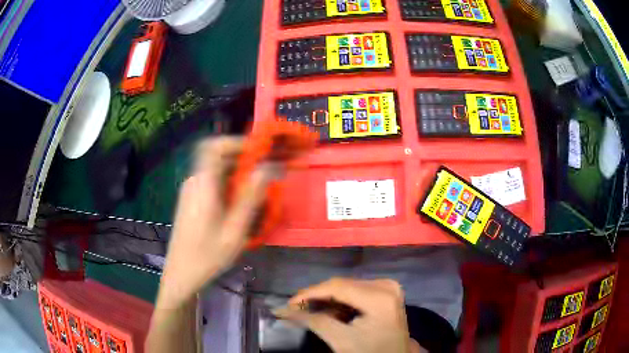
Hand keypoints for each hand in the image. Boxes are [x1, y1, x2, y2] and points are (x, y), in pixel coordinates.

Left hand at [157, 138, 278, 308]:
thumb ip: (251, 197)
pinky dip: (228, 185)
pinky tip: (239, 205)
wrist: (181, 274)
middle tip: (266, 173)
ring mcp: (191, 190)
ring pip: (216, 170)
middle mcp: (194, 181)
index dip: (236, 141)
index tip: (258, 150)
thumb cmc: (207, 255)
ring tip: (257, 191)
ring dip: (237, 174)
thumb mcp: (235, 230)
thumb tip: (268, 168)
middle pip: (218, 157)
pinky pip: (212, 182)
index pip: (213, 146)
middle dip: (244, 160)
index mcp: (203, 184)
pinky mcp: (191, 200)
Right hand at [274, 278, 419, 352]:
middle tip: (297, 308)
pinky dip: (342, 301)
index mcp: (380, 296)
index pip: (338, 286)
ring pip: (348, 287)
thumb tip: (283, 310)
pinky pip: (357, 291)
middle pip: (343, 285)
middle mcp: (386, 285)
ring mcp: (389, 287)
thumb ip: (313, 321)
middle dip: (318, 297)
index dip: (310, 293)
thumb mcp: (340, 340)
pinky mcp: (387, 292)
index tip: (289, 303)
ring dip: (328, 299)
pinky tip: (331, 312)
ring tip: (311, 311)